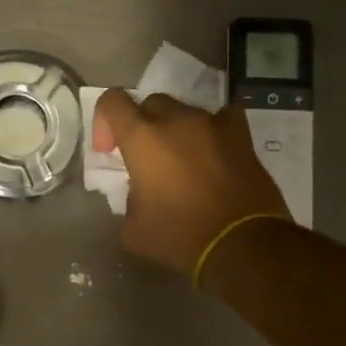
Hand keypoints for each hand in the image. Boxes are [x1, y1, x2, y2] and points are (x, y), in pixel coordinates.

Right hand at [93, 88, 289, 276]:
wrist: (242, 245)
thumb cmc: (180, 236)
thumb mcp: (133, 228)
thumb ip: (127, 198)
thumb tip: (138, 190)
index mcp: (143, 138)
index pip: (112, 101)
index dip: (104, 122)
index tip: (109, 152)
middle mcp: (176, 120)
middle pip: (149, 104)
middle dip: (142, 127)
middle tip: (145, 159)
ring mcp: (212, 123)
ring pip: (184, 111)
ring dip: (175, 130)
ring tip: (181, 161)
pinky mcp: (241, 135)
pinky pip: (221, 118)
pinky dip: (211, 130)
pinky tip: (212, 151)